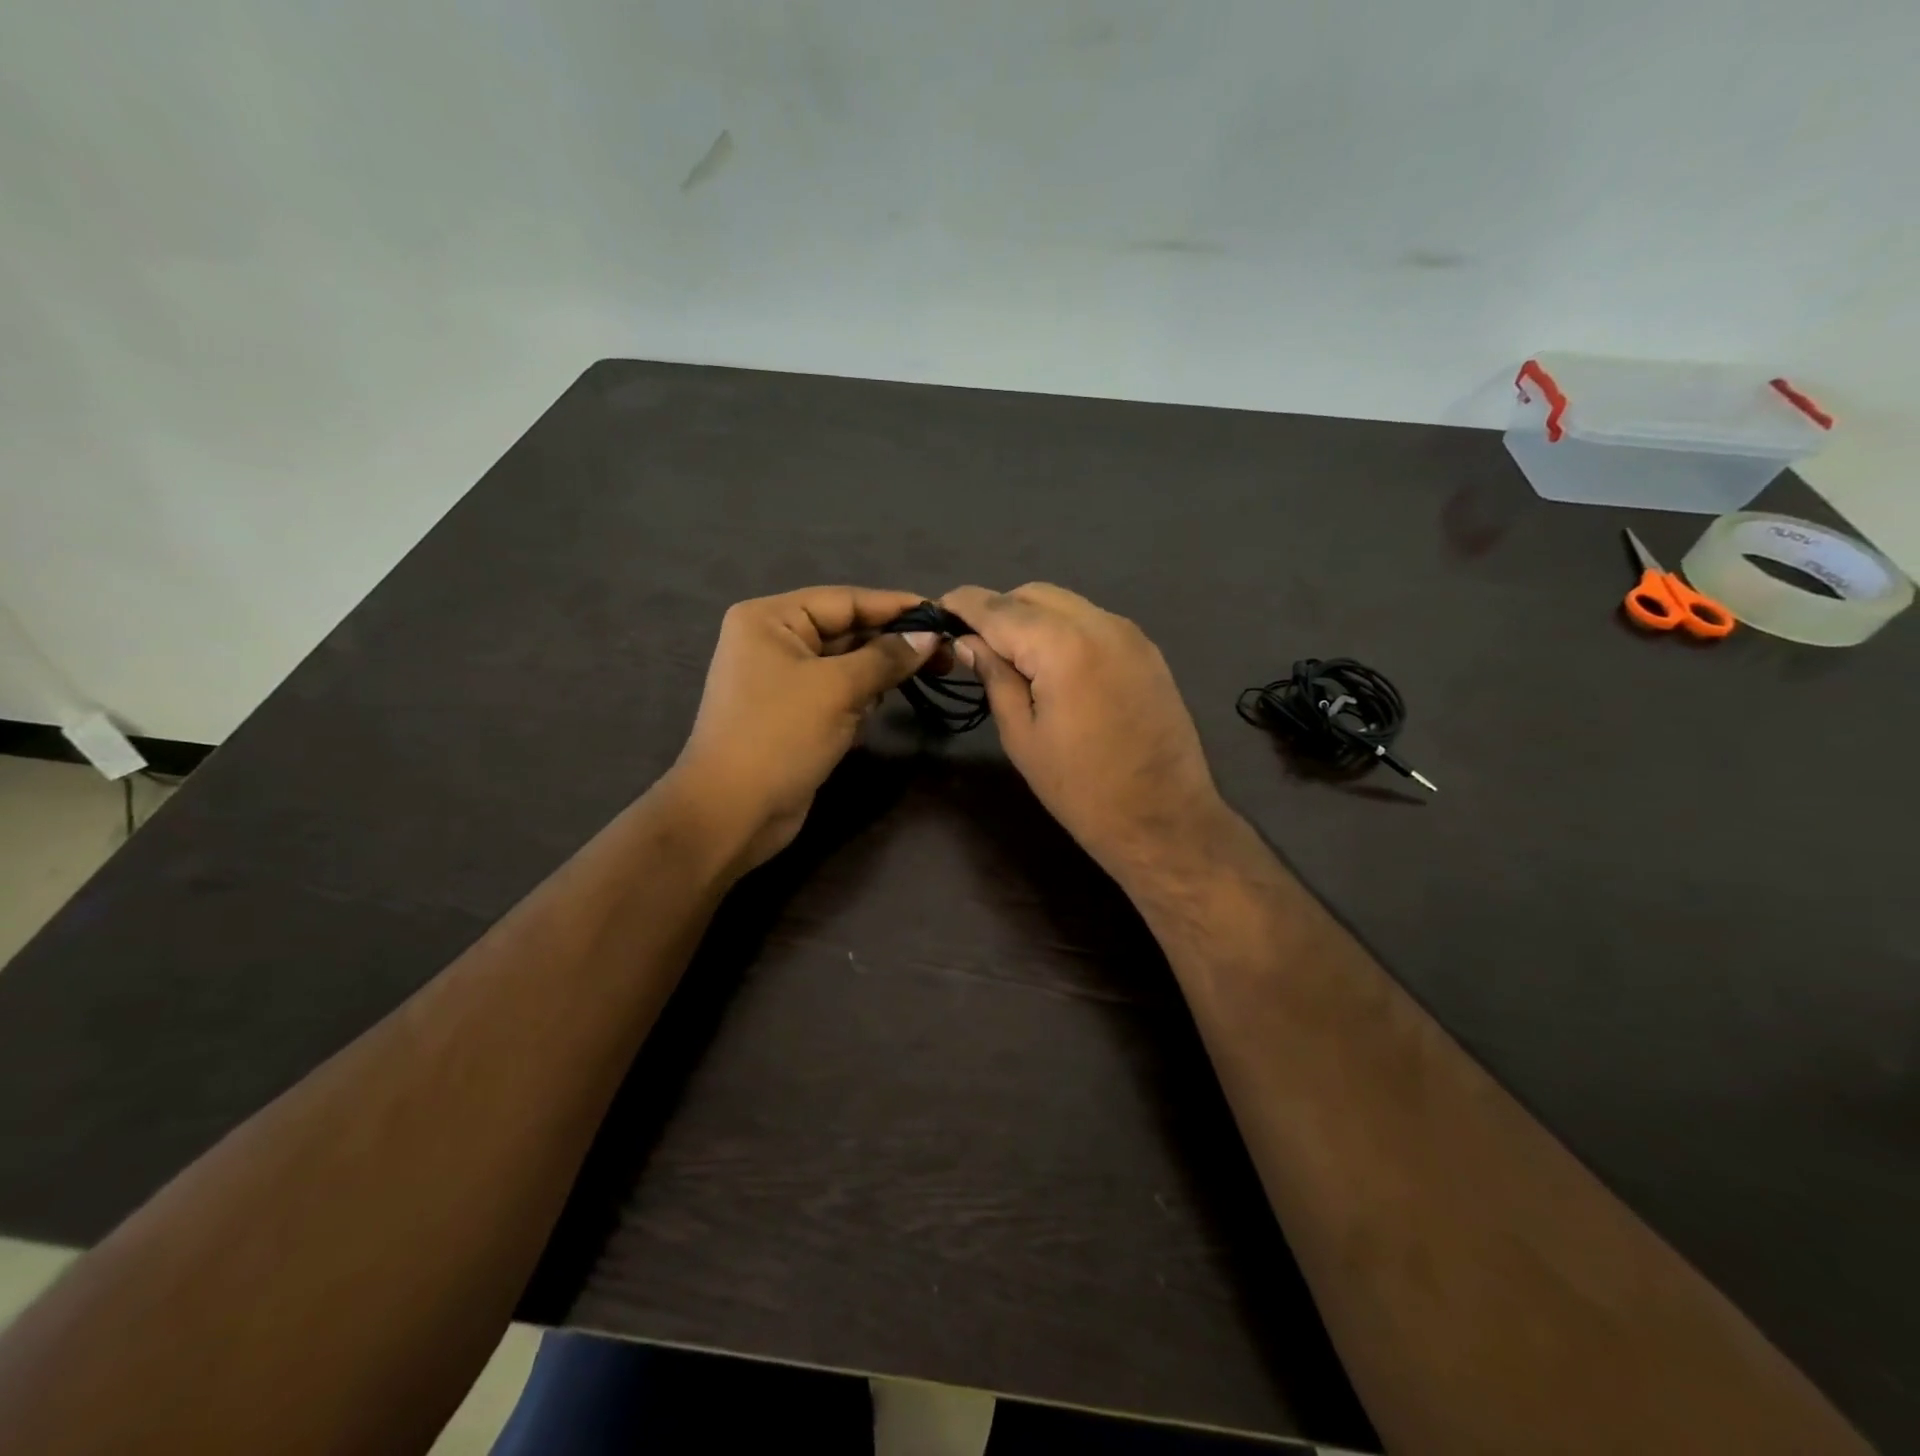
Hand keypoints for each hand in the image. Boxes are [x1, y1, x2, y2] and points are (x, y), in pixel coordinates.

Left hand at [672, 587, 937, 871]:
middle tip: (946, 654)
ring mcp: (782, 679)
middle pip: (846, 630)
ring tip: (924, 676)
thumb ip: (887, 657)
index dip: (896, 606)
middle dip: (892, 643)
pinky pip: (837, 692)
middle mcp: (773, 641)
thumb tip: (931, 635)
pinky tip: (881, 707)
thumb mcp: (838, 688)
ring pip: (846, 663)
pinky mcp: (793, 713)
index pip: (845, 600)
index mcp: (771, 618)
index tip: (943, 614)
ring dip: (878, 673)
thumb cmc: (780, 736)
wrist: (732, 812)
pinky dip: (861, 698)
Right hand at [940, 583, 1233, 889]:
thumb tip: (969, 642)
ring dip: (1032, 618)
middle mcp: (1100, 624)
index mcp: (1062, 646)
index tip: (938, 610)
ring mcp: (1130, 634)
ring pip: (1066, 604)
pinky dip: (1064, 629)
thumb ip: (995, 677)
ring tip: (1013, 658)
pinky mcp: (1147, 651)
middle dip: (999, 609)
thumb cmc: (1081, 788)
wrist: (1164, 819)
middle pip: (1034, 594)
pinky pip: (1093, 622)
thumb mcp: (1022, 736)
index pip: (999, 608)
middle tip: (975, 645)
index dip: (963, 604)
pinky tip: (1053, 666)